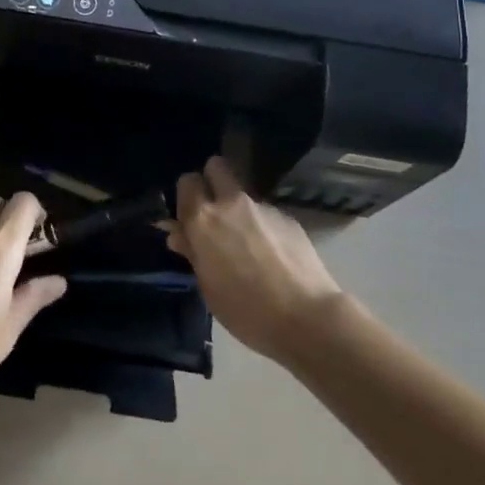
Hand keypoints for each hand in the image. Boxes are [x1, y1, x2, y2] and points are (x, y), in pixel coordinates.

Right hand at [166, 157, 342, 364]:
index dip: (188, 197)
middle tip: (216, 214)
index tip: (191, 218)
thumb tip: (178, 232)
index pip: (187, 182)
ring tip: (250, 247)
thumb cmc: (246, 311)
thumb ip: (192, 252)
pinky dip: (264, 227)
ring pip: (243, 195)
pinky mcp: (287, 217)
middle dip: (213, 182)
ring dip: (240, 211)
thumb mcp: (208, 287)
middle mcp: (230, 203)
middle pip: (216, 167)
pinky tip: (274, 256)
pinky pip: (266, 214)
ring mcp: (262, 207)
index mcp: (203, 220)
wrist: (306, 317)